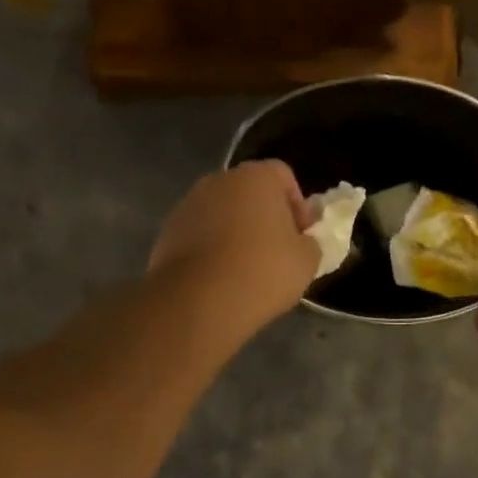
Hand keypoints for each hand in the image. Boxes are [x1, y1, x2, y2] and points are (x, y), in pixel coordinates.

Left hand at [148, 161, 319, 330]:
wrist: (197, 301)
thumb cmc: (262, 271)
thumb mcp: (306, 261)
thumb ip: (310, 243)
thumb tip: (303, 242)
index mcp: (256, 177)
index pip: (283, 175)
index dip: (297, 204)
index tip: (301, 235)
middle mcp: (219, 180)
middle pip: (249, 192)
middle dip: (263, 216)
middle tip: (275, 251)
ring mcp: (188, 204)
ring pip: (221, 213)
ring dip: (234, 231)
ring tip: (244, 268)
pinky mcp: (168, 231)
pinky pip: (198, 234)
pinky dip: (210, 248)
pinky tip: (218, 277)